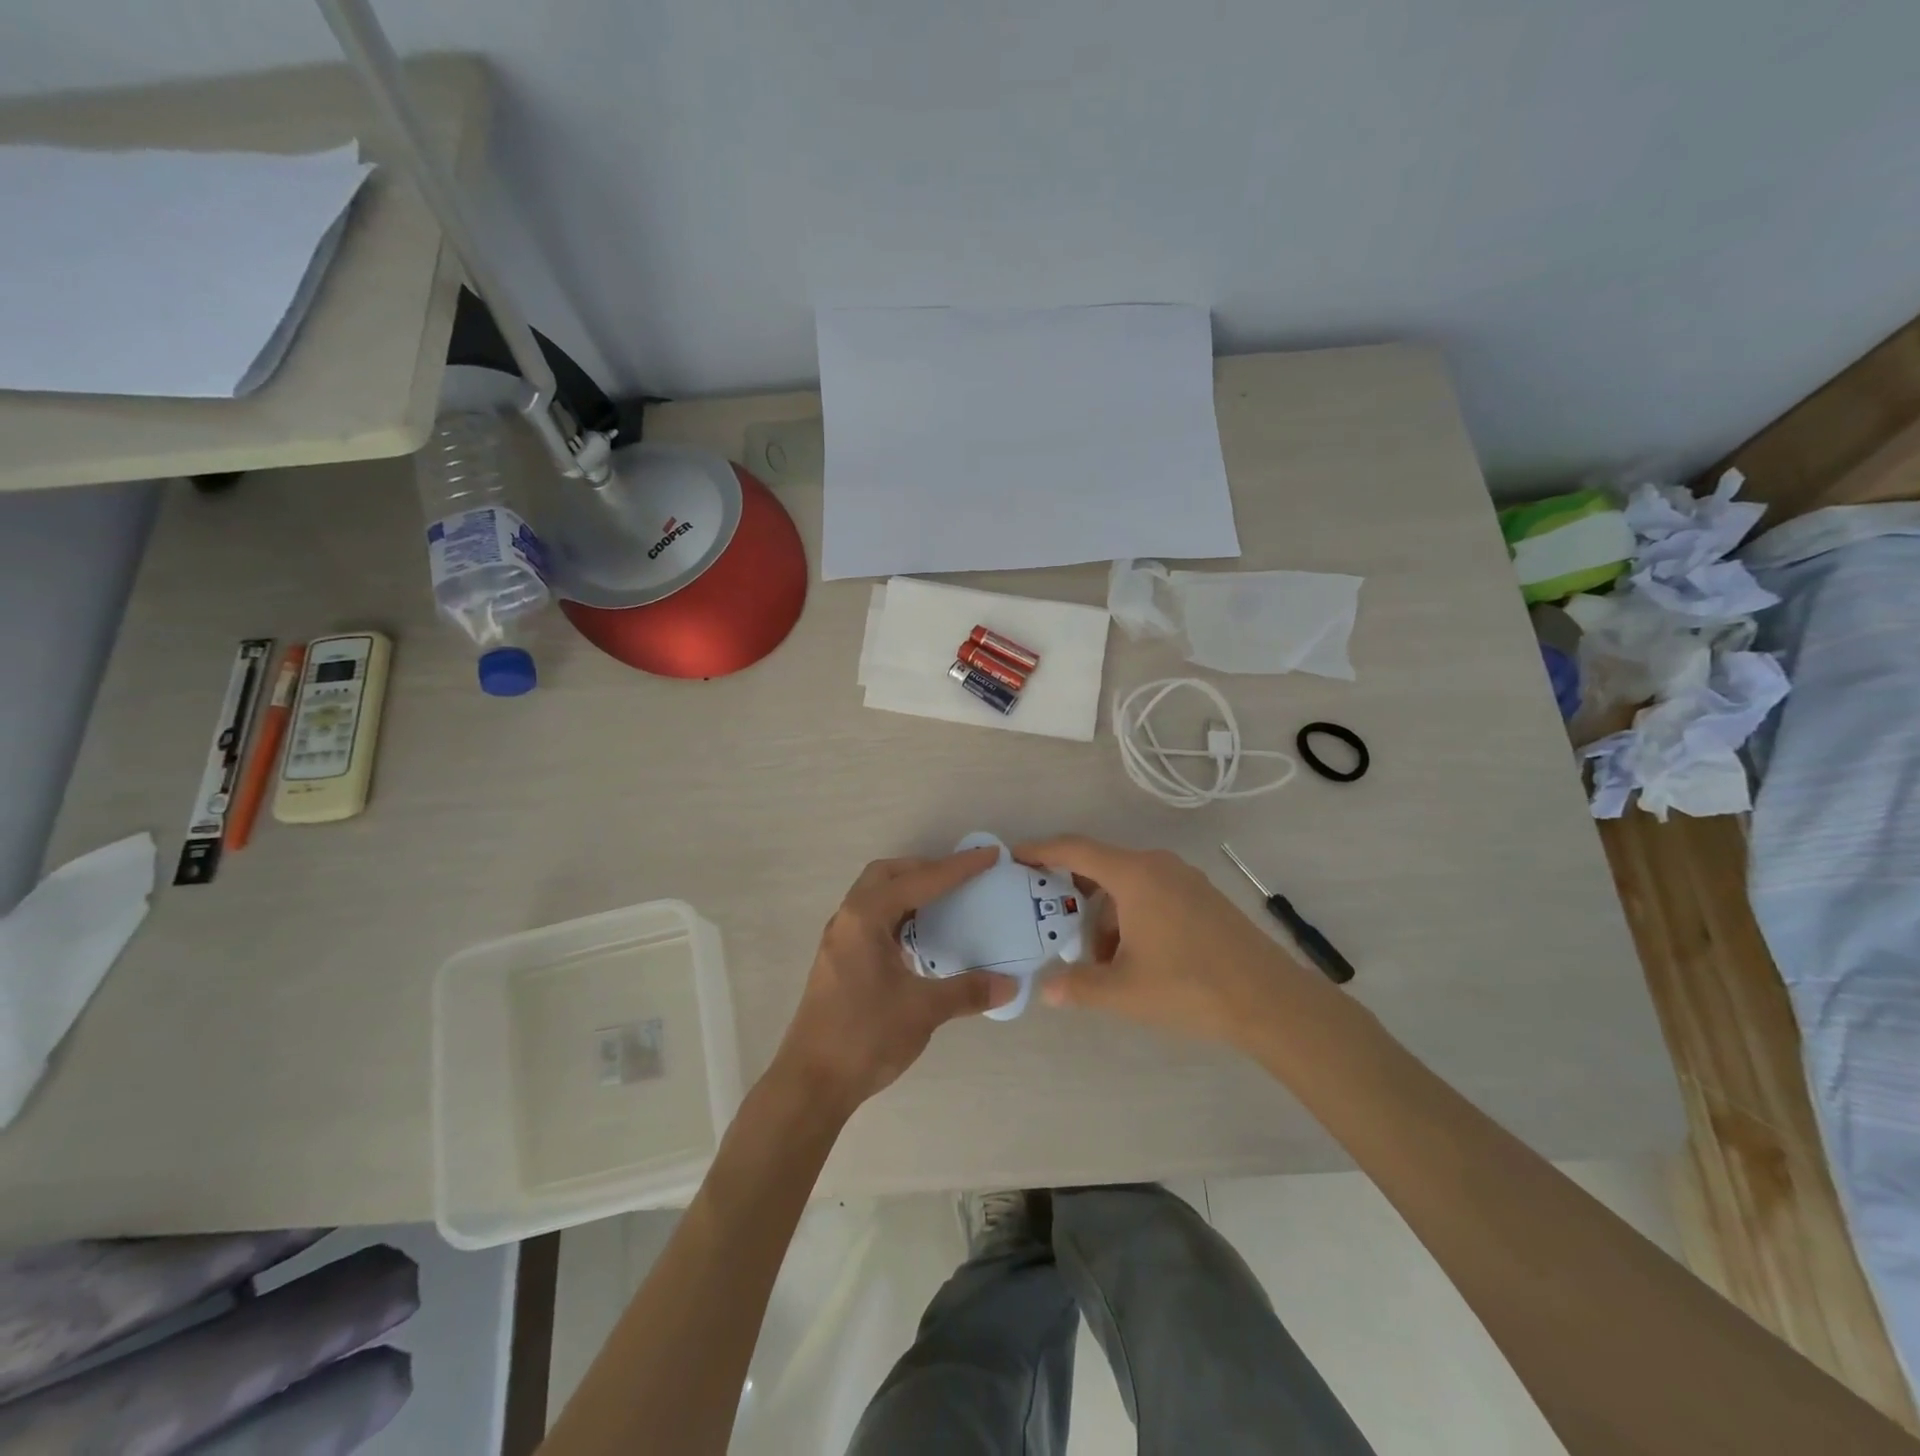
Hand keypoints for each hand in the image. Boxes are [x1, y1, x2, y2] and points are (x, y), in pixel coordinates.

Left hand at [773, 849, 1014, 1115]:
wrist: (811, 1083)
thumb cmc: (864, 1037)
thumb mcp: (922, 1011)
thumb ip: (967, 991)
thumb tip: (1010, 984)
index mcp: (865, 918)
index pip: (919, 881)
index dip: (957, 868)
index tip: (989, 856)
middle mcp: (848, 919)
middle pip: (887, 875)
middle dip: (925, 869)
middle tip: (960, 879)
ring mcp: (839, 940)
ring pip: (876, 896)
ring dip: (909, 891)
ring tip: (945, 903)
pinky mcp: (839, 960)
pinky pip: (872, 919)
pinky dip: (898, 915)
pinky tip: (920, 939)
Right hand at [1016, 836, 1320, 1049]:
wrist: (1270, 1000)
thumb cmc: (1189, 986)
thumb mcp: (1124, 991)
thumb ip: (1078, 986)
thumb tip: (1046, 989)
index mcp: (1134, 875)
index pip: (1075, 849)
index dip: (1041, 850)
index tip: (1014, 855)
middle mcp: (1158, 865)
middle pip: (1101, 866)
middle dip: (1072, 892)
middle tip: (1049, 917)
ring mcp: (1185, 879)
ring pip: (1127, 885)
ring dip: (1105, 913)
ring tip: (1098, 958)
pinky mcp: (1202, 897)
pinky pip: (1152, 893)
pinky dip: (1131, 915)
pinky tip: (1134, 957)